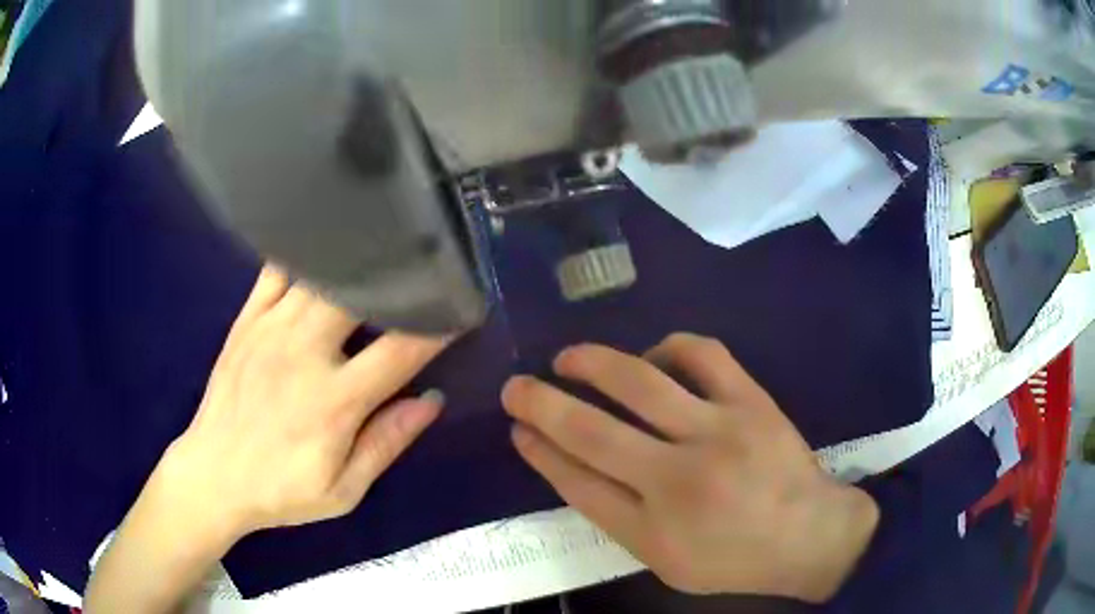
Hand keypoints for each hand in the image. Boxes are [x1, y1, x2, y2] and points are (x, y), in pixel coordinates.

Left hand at [162, 266, 449, 541]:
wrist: (213, 475)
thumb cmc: (281, 490)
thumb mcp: (342, 490)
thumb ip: (386, 443)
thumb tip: (431, 401)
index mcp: (334, 401)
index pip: (400, 350)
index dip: (437, 326)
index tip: (460, 308)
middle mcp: (304, 353)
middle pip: (359, 295)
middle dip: (397, 278)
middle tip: (421, 267)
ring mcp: (270, 329)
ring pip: (320, 275)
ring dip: (354, 261)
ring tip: (380, 248)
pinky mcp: (246, 320)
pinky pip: (276, 270)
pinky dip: (303, 254)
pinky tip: (322, 248)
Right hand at [502, 333, 877, 602]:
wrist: (809, 536)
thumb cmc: (733, 559)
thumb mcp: (665, 560)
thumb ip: (617, 518)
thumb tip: (570, 466)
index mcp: (654, 530)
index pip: (577, 482)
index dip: (540, 451)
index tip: (517, 429)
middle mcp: (679, 480)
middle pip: (592, 432)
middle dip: (541, 404)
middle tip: (515, 386)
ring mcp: (719, 432)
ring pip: (640, 382)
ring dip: (593, 363)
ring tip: (568, 358)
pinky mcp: (751, 402)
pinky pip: (702, 353)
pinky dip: (667, 347)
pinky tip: (653, 357)